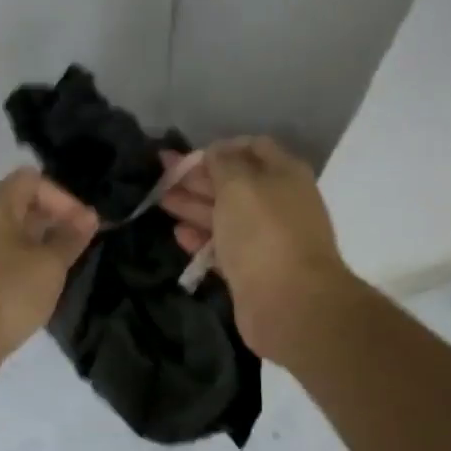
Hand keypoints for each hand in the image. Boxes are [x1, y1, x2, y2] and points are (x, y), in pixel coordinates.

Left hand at [0, 168, 98, 382]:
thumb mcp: (49, 266)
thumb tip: (88, 216)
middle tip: (78, 245)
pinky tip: (36, 285)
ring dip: (37, 243)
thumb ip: (70, 237)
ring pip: (7, 232)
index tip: (83, 226)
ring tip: (61, 266)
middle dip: (52, 219)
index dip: (63, 197)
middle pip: (18, 204)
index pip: (31, 180)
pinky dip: (19, 261)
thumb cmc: (7, 295)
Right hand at [160, 137, 353, 364]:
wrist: (288, 302)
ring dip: (194, 206)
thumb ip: (223, 163)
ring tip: (162, 201)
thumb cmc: (263, 232)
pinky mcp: (251, 270)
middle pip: (234, 183)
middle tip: (162, 175)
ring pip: (225, 215)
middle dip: (198, 178)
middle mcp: (278, 203)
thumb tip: (215, 151)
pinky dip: (201, 239)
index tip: (188, 156)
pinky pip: (223, 248)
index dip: (219, 148)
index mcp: (283, 174)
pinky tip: (178, 234)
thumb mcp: (239, 184)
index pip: (252, 148)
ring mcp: (266, 239)